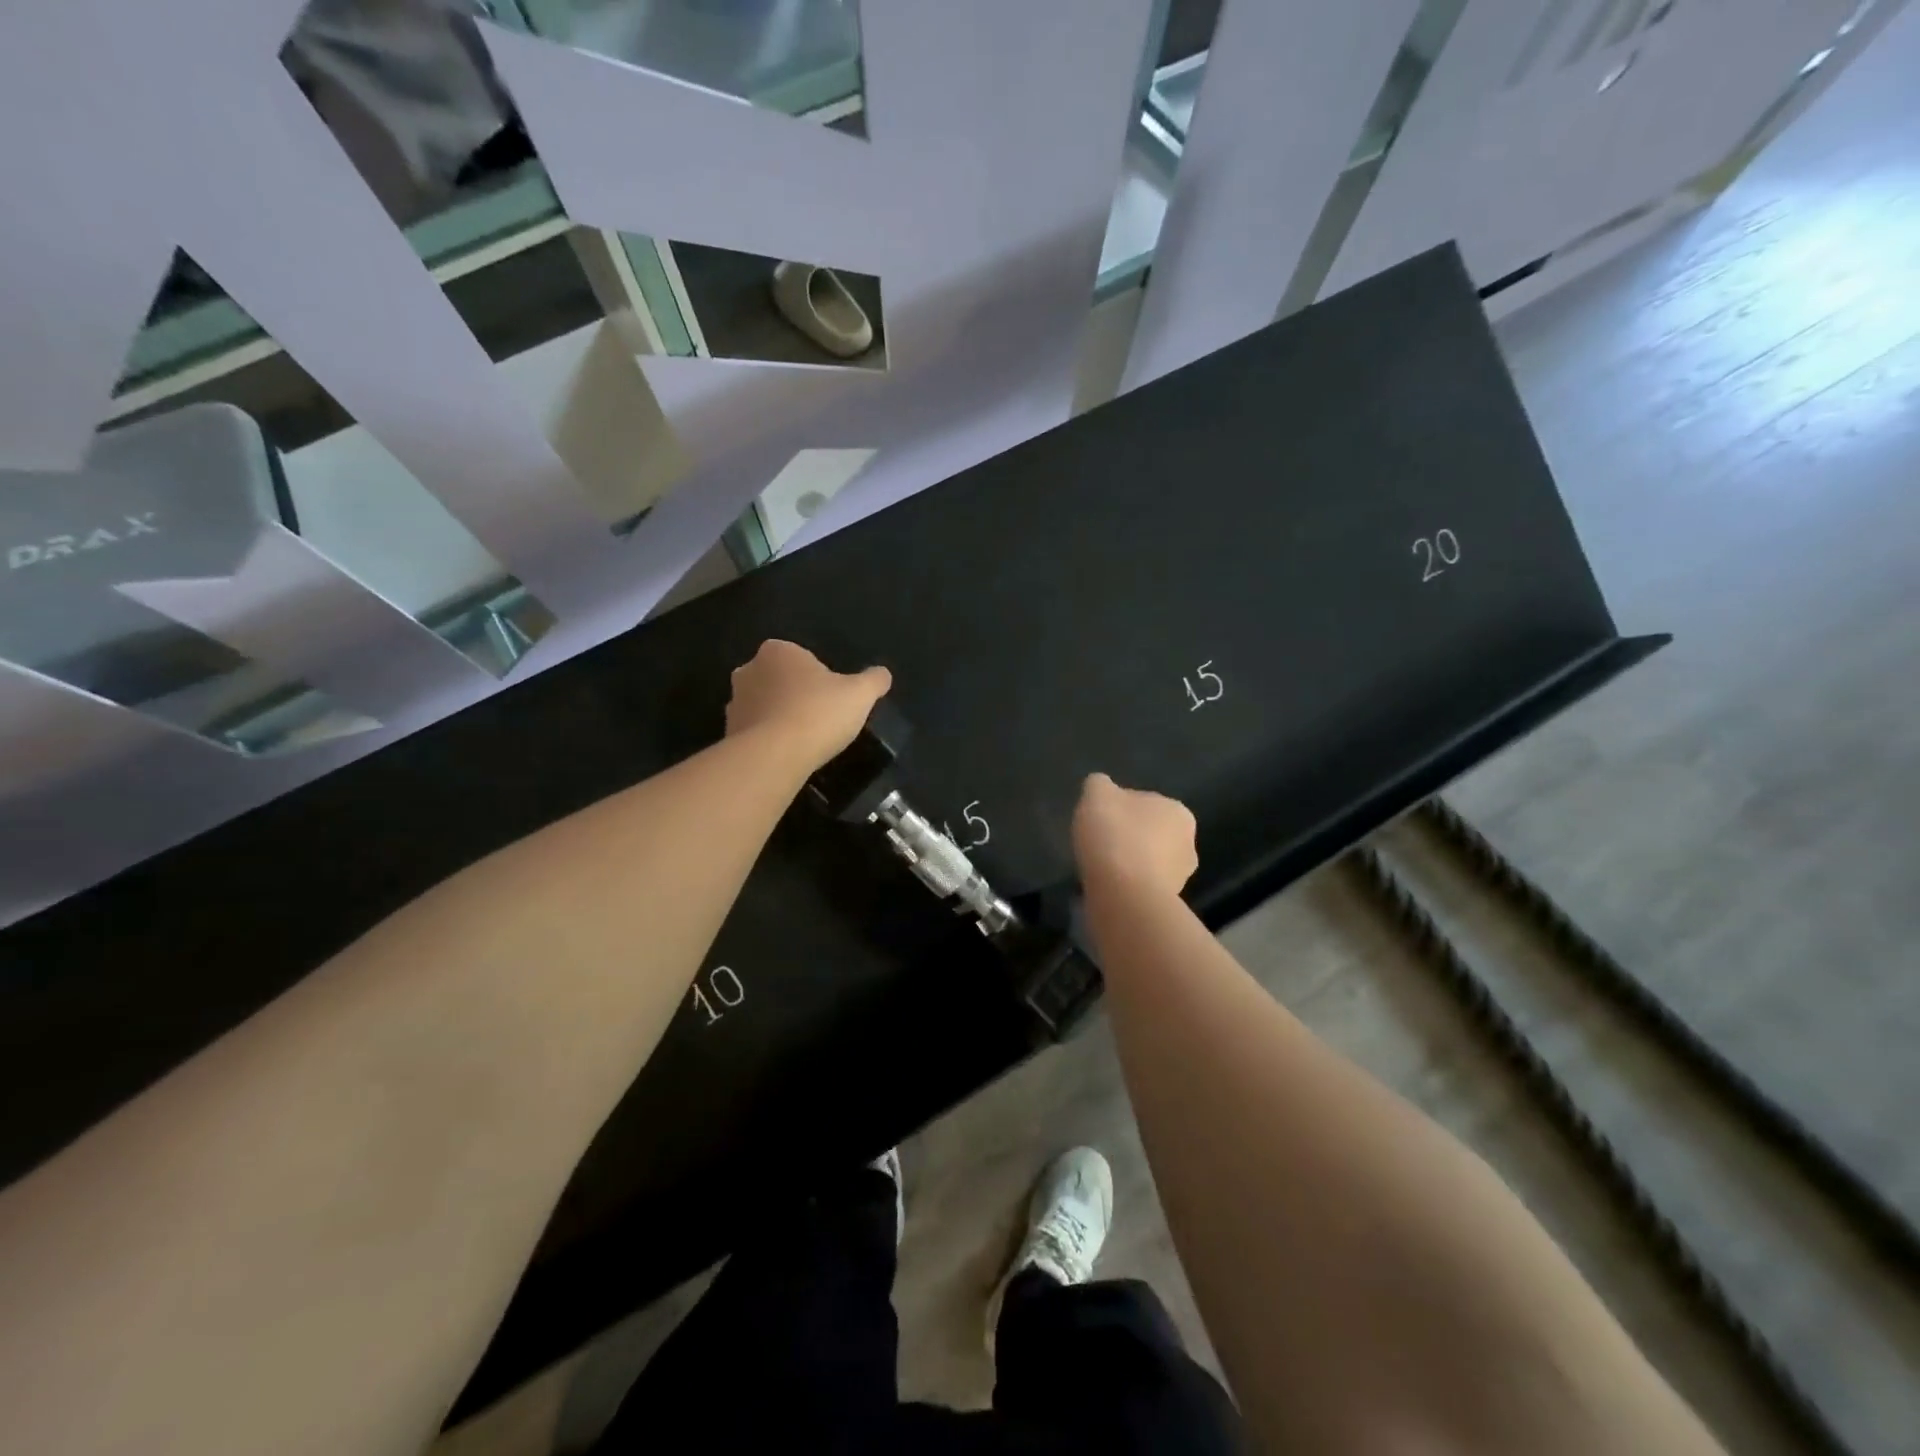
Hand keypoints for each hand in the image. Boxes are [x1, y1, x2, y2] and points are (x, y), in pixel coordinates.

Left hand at [726, 640, 891, 769]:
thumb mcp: (860, 694)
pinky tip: (786, 755)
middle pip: (780, 680)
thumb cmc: (818, 713)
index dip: (819, 678)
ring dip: (779, 718)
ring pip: (764, 706)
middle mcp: (749, 669)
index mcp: (778, 650)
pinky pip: (754, 732)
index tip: (833, 699)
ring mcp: (734, 702)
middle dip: (795, 695)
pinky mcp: (727, 732)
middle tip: (820, 719)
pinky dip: (768, 740)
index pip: (801, 658)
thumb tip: (883, 674)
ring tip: (803, 741)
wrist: (773, 756)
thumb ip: (873, 680)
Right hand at [1072, 772, 1197, 897]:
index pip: (1142, 802)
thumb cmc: (1115, 835)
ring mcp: (1181, 877)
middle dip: (1128, 837)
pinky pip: (1141, 886)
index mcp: (1177, 811)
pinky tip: (1108, 887)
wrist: (1124, 895)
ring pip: (1147, 862)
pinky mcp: (1168, 903)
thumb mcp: (1096, 794)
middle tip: (1099, 844)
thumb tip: (1102, 787)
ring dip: (1129, 863)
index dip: (1117, 809)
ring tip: (1101, 869)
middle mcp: (1188, 842)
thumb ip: (1100, 784)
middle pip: (1148, 832)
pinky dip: (1127, 885)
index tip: (1098, 820)